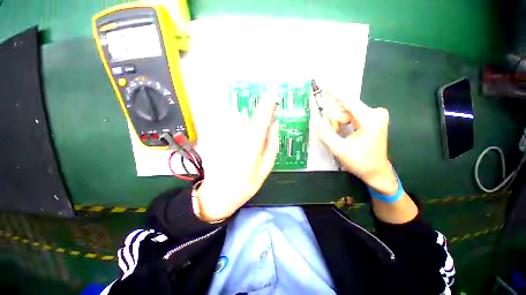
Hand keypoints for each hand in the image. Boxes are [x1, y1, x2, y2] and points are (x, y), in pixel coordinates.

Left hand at [194, 97, 278, 221]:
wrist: (219, 193)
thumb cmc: (246, 184)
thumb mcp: (265, 167)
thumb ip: (272, 144)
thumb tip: (275, 124)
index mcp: (252, 145)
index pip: (263, 119)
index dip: (269, 104)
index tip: (274, 92)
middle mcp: (238, 136)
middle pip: (251, 117)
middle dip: (261, 110)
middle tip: (267, 108)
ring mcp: (225, 136)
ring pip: (239, 119)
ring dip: (248, 118)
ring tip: (250, 129)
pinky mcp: (215, 137)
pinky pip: (227, 124)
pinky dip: (234, 123)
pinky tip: (237, 132)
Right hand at [318, 93, 397, 194]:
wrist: (376, 171)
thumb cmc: (361, 162)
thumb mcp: (340, 150)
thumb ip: (327, 135)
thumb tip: (318, 121)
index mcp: (370, 120)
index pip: (348, 101)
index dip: (334, 92)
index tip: (324, 82)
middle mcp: (374, 113)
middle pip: (345, 108)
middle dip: (335, 120)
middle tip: (334, 133)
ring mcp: (374, 115)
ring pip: (346, 112)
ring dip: (338, 123)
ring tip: (339, 135)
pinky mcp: (371, 118)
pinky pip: (350, 115)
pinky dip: (343, 123)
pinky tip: (344, 132)